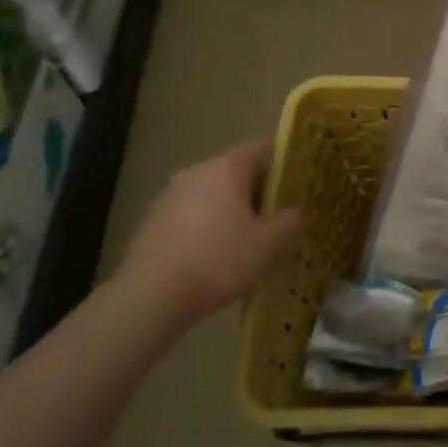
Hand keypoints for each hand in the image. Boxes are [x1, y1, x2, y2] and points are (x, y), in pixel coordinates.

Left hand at [120, 140, 300, 321]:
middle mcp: (197, 171)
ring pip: (212, 194)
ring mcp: (170, 195)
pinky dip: (206, 227)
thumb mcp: (269, 245)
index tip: (297, 185)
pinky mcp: (152, 220)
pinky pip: (191, 214)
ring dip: (231, 211)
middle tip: (276, 219)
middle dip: (258, 192)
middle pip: (236, 172)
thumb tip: (294, 212)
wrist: (150, 296)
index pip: (263, 149)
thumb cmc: (219, 261)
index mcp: (228, 168)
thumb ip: (290, 222)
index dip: (284, 164)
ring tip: (245, 242)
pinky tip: (213, 258)